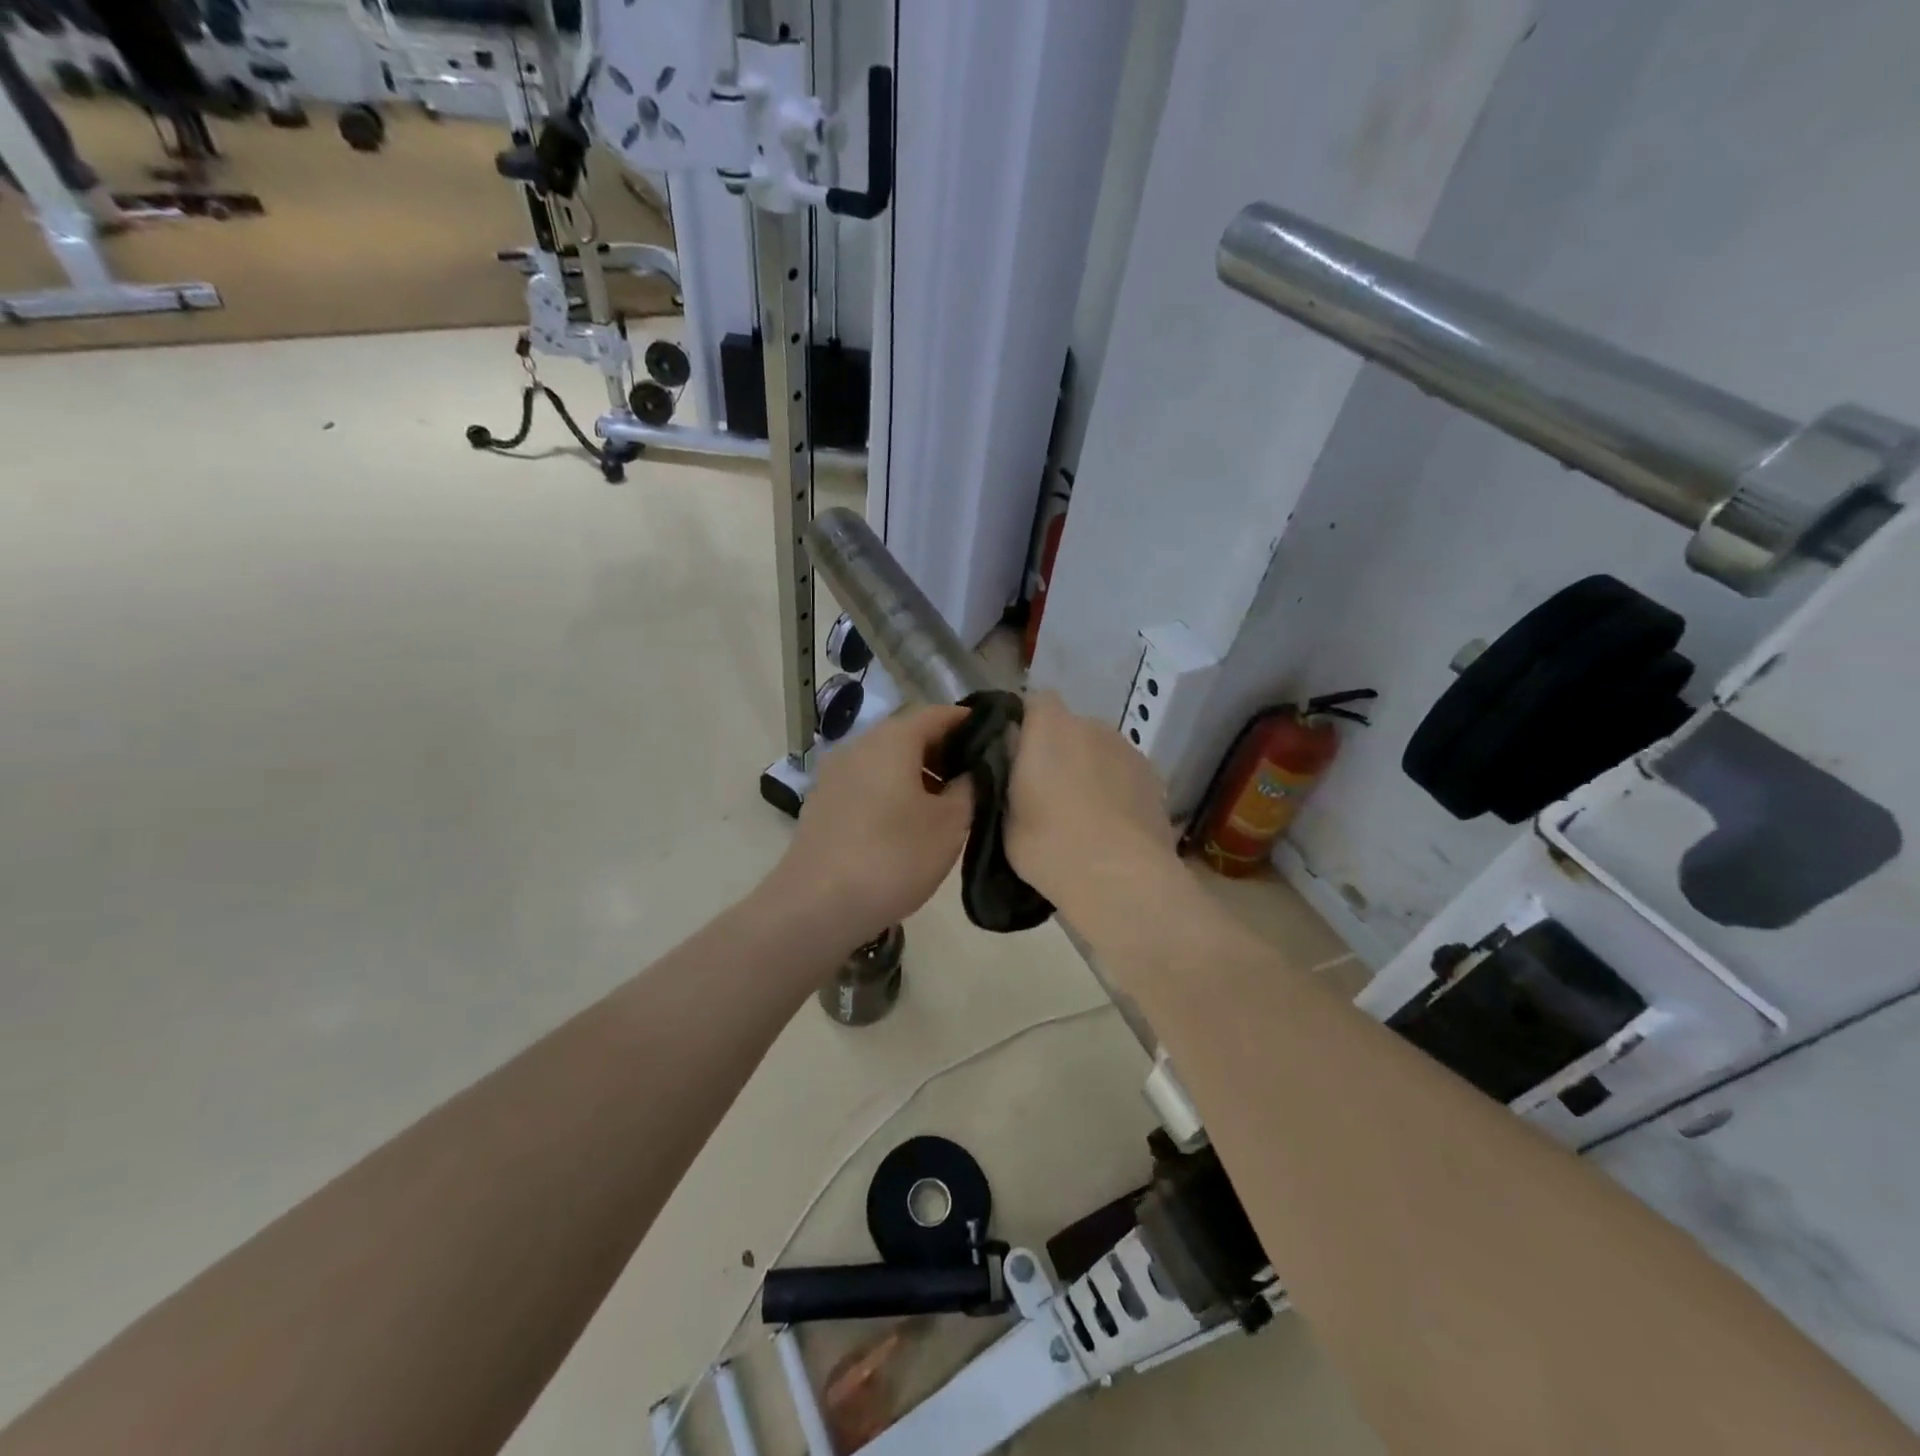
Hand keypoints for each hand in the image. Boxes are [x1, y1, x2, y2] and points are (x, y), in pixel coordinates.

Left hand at [768, 706, 975, 946]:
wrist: (816, 906)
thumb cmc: (893, 857)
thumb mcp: (950, 824)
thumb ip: (970, 787)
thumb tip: (974, 770)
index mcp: (892, 739)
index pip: (937, 713)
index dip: (969, 722)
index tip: (995, 738)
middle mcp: (859, 745)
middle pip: (909, 734)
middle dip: (945, 751)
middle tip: (976, 777)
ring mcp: (835, 774)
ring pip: (886, 760)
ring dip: (919, 773)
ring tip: (946, 804)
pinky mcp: (823, 803)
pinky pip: (867, 783)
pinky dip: (893, 790)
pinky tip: (908, 822)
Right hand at [1005, 692, 1176, 918]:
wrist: (1120, 879)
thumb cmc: (1049, 845)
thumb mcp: (1003, 814)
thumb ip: (1004, 777)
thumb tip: (1010, 762)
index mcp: (1050, 727)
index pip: (1034, 702)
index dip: (1024, 723)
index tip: (1014, 755)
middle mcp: (1092, 726)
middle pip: (1068, 727)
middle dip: (1057, 750)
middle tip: (1043, 791)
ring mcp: (1128, 750)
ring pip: (1098, 751)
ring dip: (1088, 769)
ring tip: (1080, 813)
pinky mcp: (1154, 778)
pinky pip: (1123, 773)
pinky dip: (1114, 789)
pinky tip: (1109, 825)